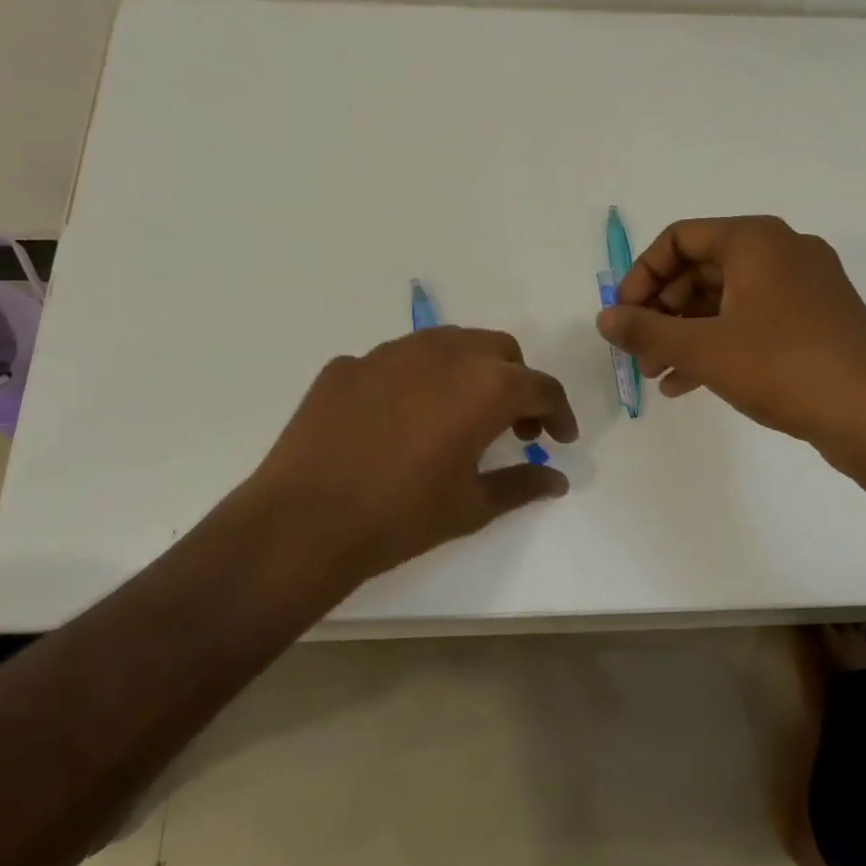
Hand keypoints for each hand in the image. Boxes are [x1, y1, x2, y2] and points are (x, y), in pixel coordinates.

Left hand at [249, 327, 578, 583]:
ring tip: (458, 415)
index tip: (559, 438)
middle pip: (498, 350)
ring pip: (447, 344)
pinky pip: (396, 363)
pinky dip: (415, 381)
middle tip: (512, 427)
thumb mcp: (472, 506)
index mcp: (485, 385)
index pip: (540, 386)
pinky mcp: (348, 364)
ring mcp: (389, 353)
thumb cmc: (402, 516)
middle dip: (515, 382)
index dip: (558, 413)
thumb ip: (522, 484)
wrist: (305, 521)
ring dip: (467, 372)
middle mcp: (443, 353)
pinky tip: (399, 420)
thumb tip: (557, 479)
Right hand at [595, 215, 865, 469]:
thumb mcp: (703, 348)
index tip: (623, 315)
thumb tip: (603, 318)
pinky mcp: (814, 322)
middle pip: (700, 269)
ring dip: (684, 333)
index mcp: (756, 240)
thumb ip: (646, 330)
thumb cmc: (782, 366)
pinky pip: (750, 321)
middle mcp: (781, 252)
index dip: (641, 275)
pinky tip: (687, 383)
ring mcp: (802, 288)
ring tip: (655, 374)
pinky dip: (716, 344)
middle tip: (637, 351)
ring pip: (724, 300)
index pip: (679, 238)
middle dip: (661, 311)